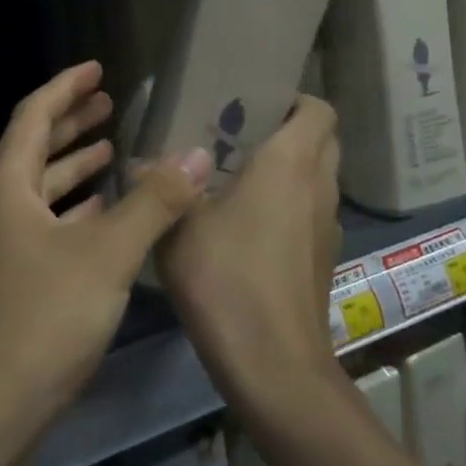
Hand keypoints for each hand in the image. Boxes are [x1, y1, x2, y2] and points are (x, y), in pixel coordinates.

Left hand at [0, 62, 213, 430]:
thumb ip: (154, 201)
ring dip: (75, 166)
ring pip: (41, 188)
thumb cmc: (43, 316)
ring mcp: (3, 243)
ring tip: (113, 149)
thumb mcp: (107, 253)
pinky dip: (74, 209)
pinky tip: (104, 212)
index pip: (34, 114)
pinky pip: (46, 223)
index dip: (66, 87)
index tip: (98, 68)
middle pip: (36, 146)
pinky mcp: (13, 277)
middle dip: (72, 122)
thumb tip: (198, 153)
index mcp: (8, 184)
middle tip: (111, 102)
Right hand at [156, 96, 341, 405]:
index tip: (254, 103)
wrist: (274, 366)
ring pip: (320, 178)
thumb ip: (162, 188)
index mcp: (290, 164)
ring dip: (291, 170)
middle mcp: (319, 187)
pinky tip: (248, 227)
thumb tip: (138, 164)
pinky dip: (291, 205)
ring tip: (238, 177)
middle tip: (240, 135)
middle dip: (290, 130)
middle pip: (323, 140)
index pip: (318, 109)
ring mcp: (327, 226)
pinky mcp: (324, 259)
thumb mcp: (179, 226)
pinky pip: (312, 212)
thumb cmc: (226, 279)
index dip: (294, 99)